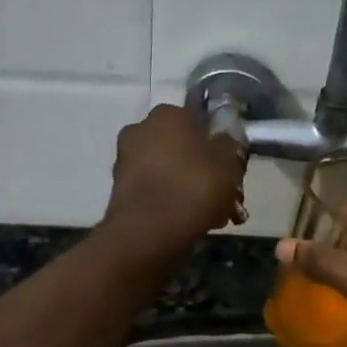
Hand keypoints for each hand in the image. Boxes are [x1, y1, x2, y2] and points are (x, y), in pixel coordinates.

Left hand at [100, 104, 245, 257]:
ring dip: (184, 185)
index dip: (214, 142)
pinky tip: (188, 220)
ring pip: (166, 169)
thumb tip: (222, 139)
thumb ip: (228, 145)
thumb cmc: (193, 186)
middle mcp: (141, 129)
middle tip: (220, 192)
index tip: (227, 164)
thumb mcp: (228, 163)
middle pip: (180, 146)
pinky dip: (168, 200)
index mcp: (168, 114)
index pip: (196, 119)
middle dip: (198, 166)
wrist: (148, 232)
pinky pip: (153, 189)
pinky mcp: (119, 188)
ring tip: (209, 212)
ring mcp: (125, 159)